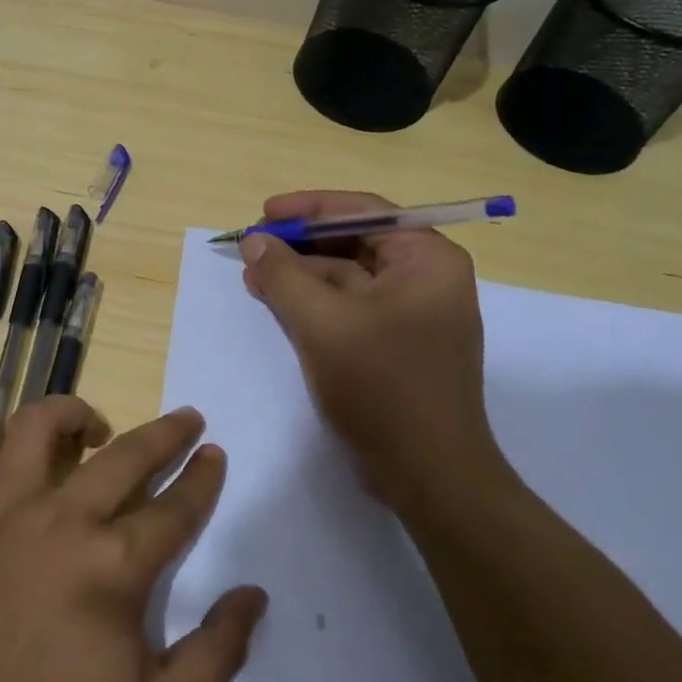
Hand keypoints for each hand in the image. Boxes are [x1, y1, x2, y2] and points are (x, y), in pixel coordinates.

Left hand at [0, 398, 267, 681]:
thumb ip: (216, 653)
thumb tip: (254, 595)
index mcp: (112, 567)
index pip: (175, 507)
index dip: (203, 477)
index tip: (214, 455)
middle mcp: (57, 522)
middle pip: (124, 455)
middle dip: (166, 432)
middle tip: (186, 419)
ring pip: (33, 428)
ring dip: (70, 413)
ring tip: (91, 427)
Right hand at [237, 189, 511, 512]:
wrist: (428, 473)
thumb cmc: (382, 386)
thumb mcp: (322, 323)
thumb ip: (283, 275)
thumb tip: (254, 241)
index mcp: (427, 259)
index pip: (364, 212)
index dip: (309, 208)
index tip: (264, 213)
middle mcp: (426, 278)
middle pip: (355, 242)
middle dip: (300, 244)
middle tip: (253, 245)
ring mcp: (412, 314)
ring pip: (348, 277)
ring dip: (301, 274)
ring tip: (253, 274)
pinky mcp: (396, 344)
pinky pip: (349, 307)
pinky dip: (313, 302)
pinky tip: (276, 301)